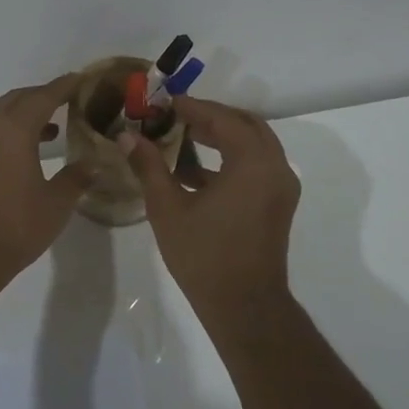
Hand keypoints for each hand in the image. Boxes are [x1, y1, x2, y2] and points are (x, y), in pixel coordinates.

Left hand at [0, 75, 94, 284]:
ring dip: (26, 113)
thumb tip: (94, 163)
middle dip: (44, 95)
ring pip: (2, 113)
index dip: (64, 86)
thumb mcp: (55, 203)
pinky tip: (29, 149)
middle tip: (69, 100)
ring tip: (54, 126)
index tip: (82, 79)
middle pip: (19, 98)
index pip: (44, 96)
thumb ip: (76, 178)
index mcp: (14, 129)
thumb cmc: (14, 226)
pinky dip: (12, 129)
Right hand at [121, 96, 301, 326]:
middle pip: (245, 124)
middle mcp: (275, 166)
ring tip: (183, 138)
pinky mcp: (278, 203)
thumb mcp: (168, 208)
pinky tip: (195, 172)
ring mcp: (281, 186)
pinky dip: (232, 158)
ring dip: (223, 136)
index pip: (222, 118)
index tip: (165, 102)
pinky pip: (257, 165)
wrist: (244, 306)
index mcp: (252, 162)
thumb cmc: (204, 255)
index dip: (192, 107)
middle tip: (176, 117)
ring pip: (254, 144)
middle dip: (211, 117)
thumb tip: (127, 137)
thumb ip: (149, 166)